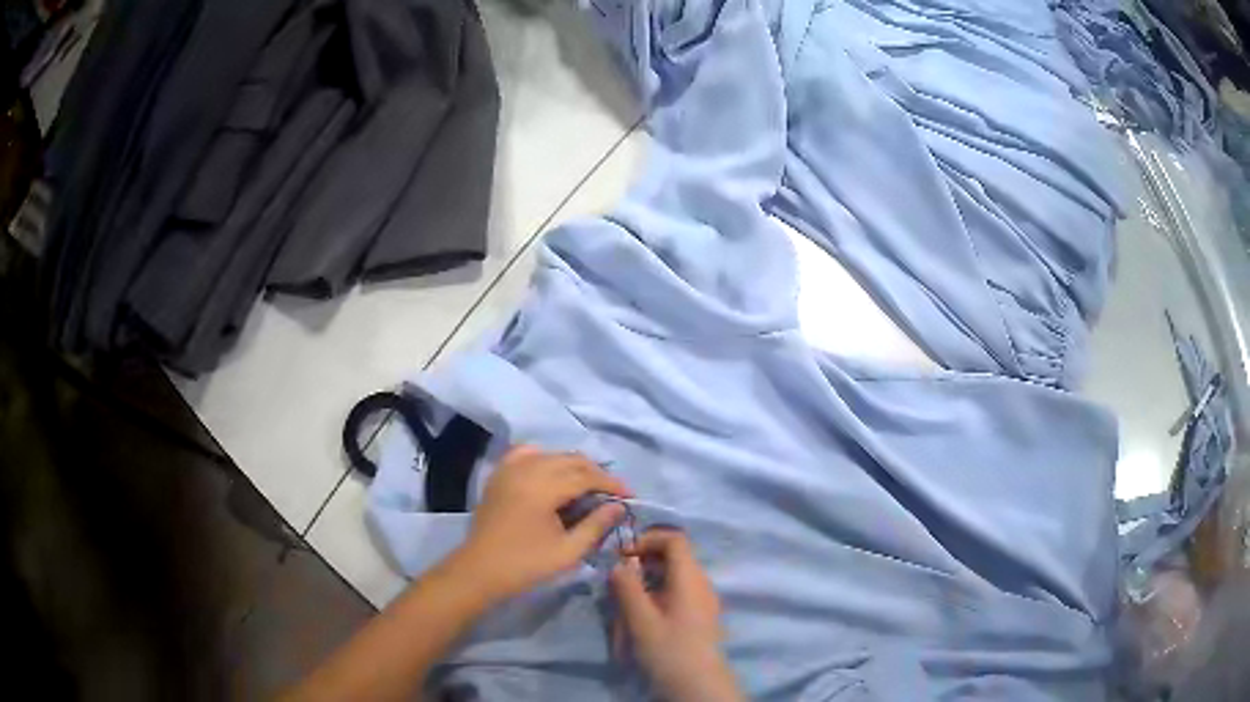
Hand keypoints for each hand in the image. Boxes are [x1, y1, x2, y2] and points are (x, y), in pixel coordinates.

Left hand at [447, 446, 631, 603]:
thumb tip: (618, 506)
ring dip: (573, 465)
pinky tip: (551, 471)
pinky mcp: (499, 475)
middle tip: (612, 492)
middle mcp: (527, 470)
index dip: (612, 483)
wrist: (479, 571)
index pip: (587, 476)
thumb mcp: (568, 551)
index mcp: (543, 487)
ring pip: (550, 455)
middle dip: (596, 473)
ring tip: (587, 484)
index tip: (630, 495)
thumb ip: (596, 525)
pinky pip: (525, 454)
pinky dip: (543, 458)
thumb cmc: (525, 565)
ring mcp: (509, 469)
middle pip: (571, 460)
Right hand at [611, 529, 743, 701]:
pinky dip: (657, 599)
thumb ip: (627, 588)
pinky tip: (643, 621)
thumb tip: (618, 564)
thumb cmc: (669, 650)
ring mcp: (704, 600)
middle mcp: (701, 583)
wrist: (699, 685)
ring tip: (626, 607)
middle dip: (643, 566)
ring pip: (673, 579)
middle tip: (619, 584)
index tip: (622, 556)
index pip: (674, 539)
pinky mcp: (701, 617)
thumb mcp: (641, 619)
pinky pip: (678, 595)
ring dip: (647, 586)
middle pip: (673, 558)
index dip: (647, 539)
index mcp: (690, 578)